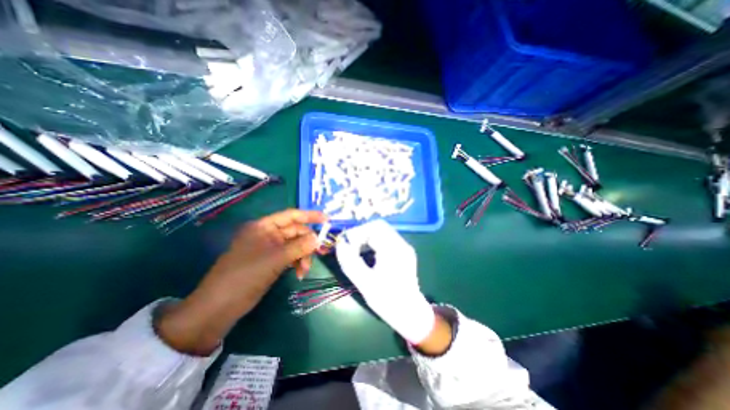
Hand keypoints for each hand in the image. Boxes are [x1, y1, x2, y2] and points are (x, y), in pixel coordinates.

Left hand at [158, 210, 326, 353]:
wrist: (219, 307)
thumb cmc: (245, 275)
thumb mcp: (275, 259)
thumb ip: (299, 247)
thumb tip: (318, 238)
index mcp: (264, 226)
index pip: (291, 216)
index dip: (310, 216)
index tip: (327, 220)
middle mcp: (267, 234)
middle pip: (295, 232)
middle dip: (307, 242)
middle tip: (320, 252)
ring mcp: (269, 249)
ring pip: (295, 245)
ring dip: (303, 255)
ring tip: (305, 270)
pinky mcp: (271, 261)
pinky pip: (290, 256)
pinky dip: (297, 263)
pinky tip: (299, 273)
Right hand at [335, 219, 431, 343]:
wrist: (410, 314)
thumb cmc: (387, 300)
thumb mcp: (365, 283)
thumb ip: (350, 262)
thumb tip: (340, 244)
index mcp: (393, 249)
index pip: (373, 228)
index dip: (357, 233)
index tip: (346, 244)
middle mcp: (401, 244)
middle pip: (379, 226)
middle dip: (362, 233)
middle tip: (351, 246)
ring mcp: (404, 247)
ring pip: (383, 231)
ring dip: (368, 237)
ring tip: (357, 250)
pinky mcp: (404, 252)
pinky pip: (387, 239)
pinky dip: (374, 242)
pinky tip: (369, 254)